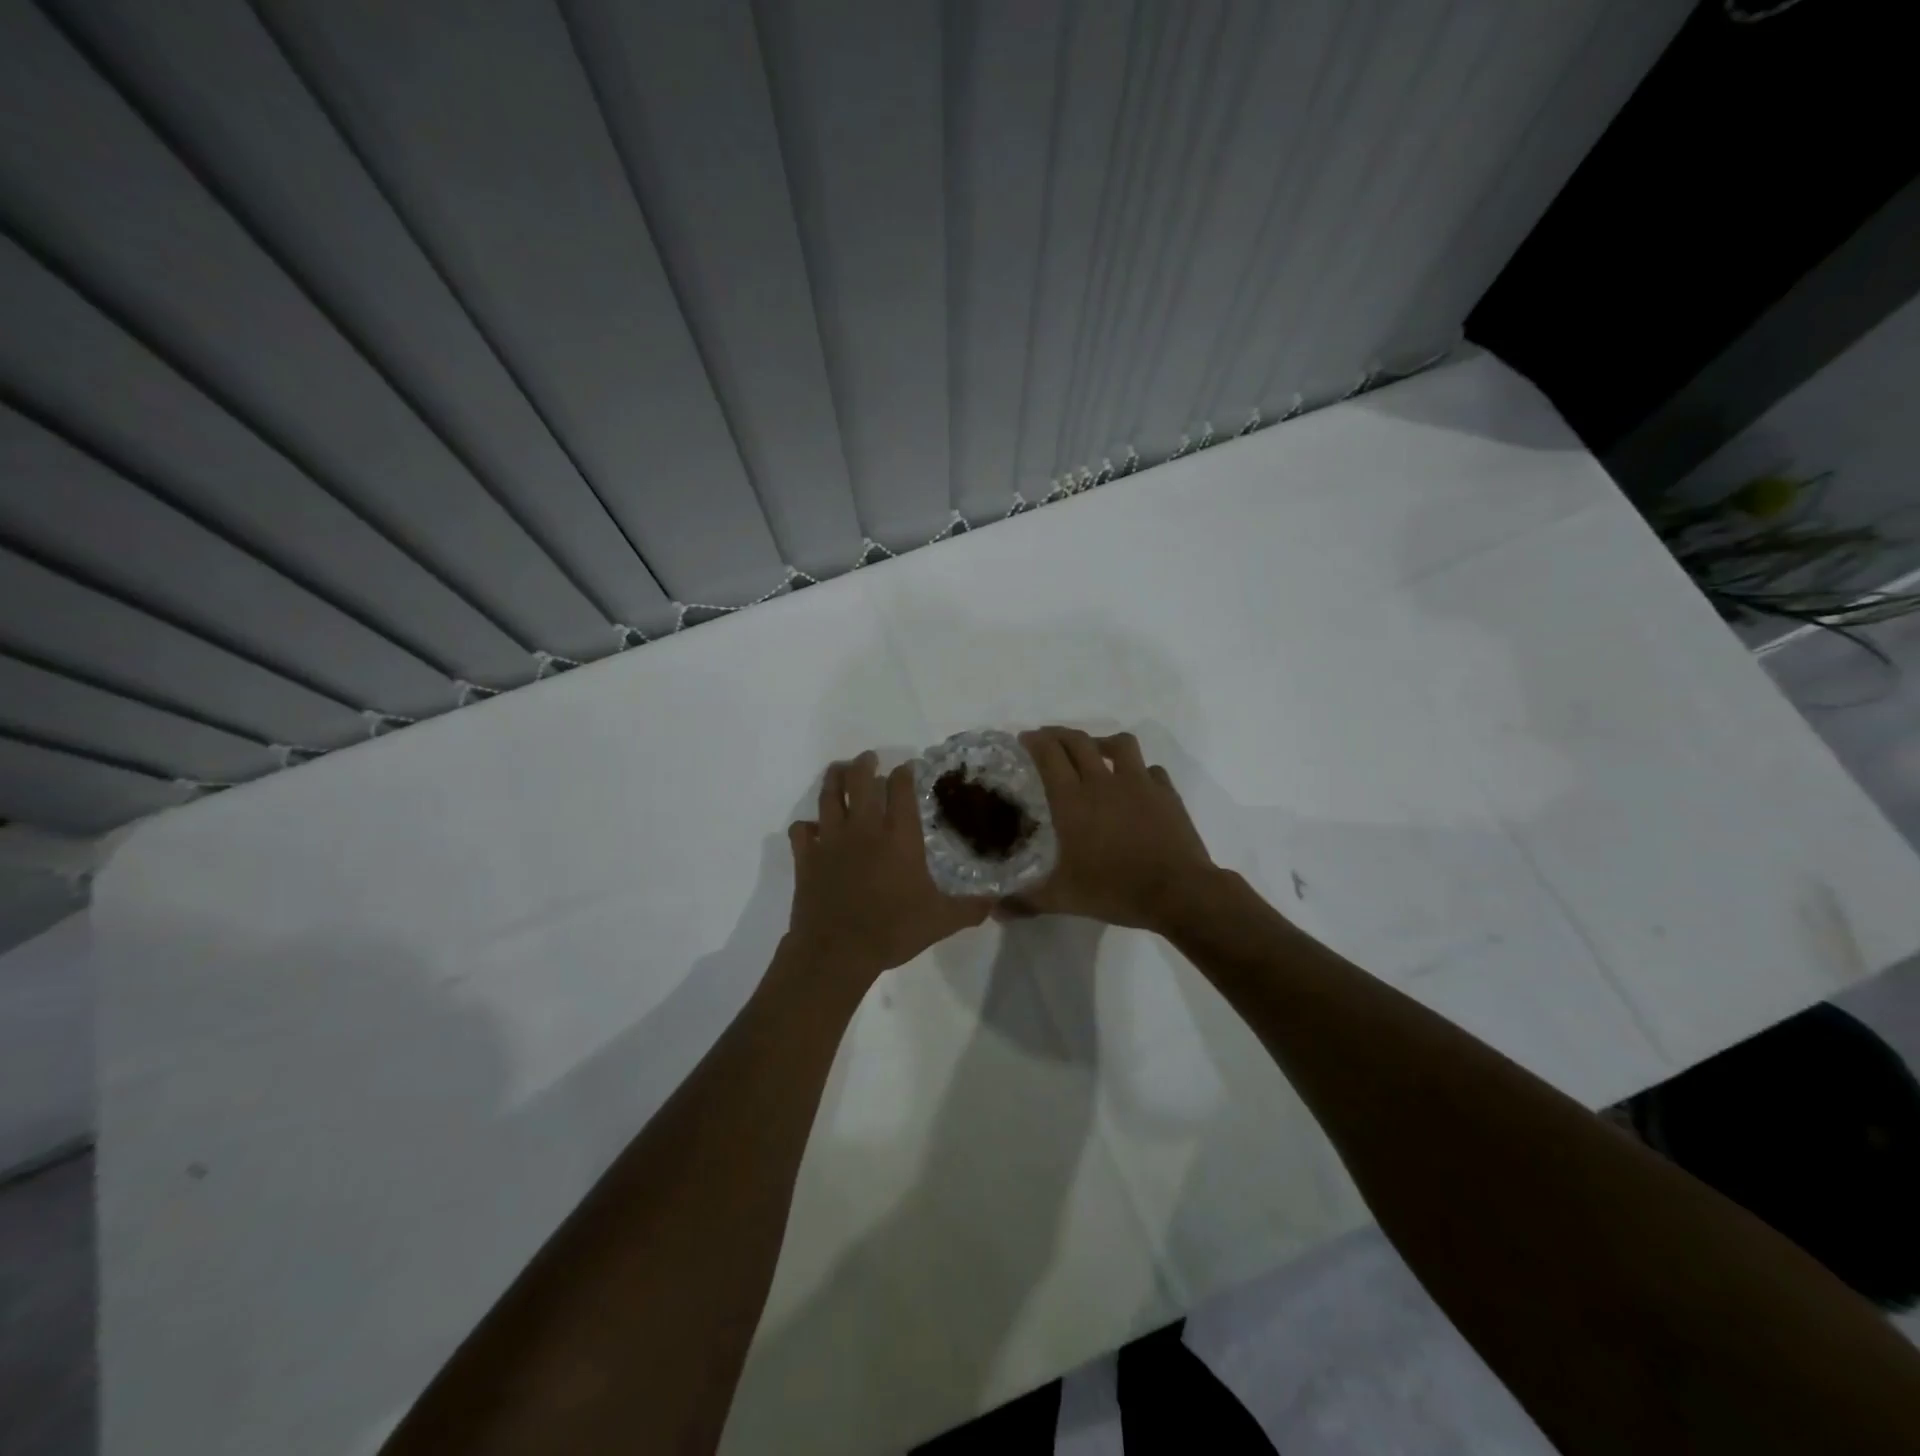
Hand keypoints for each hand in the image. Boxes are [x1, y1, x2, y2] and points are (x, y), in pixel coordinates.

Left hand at [785, 751, 992, 983]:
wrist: (837, 951)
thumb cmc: (892, 930)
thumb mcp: (942, 920)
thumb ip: (971, 908)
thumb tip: (996, 901)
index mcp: (898, 835)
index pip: (901, 787)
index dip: (905, 772)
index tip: (908, 767)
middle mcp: (864, 827)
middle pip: (860, 779)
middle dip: (865, 763)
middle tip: (870, 759)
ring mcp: (830, 839)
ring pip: (829, 795)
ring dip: (834, 778)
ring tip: (839, 770)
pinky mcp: (806, 856)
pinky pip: (801, 830)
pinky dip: (807, 826)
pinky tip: (812, 828)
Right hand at [1014, 728, 1222, 931]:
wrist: (1178, 891)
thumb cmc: (1114, 889)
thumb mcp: (1063, 898)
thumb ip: (1026, 900)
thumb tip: (993, 911)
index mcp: (1072, 800)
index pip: (1049, 755)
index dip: (1035, 741)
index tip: (1025, 738)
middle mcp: (1103, 782)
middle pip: (1078, 741)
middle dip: (1059, 734)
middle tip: (1049, 739)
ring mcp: (1139, 783)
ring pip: (1119, 744)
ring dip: (1102, 742)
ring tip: (1095, 751)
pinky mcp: (1166, 793)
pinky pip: (1151, 769)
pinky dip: (1140, 771)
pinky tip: (1136, 784)